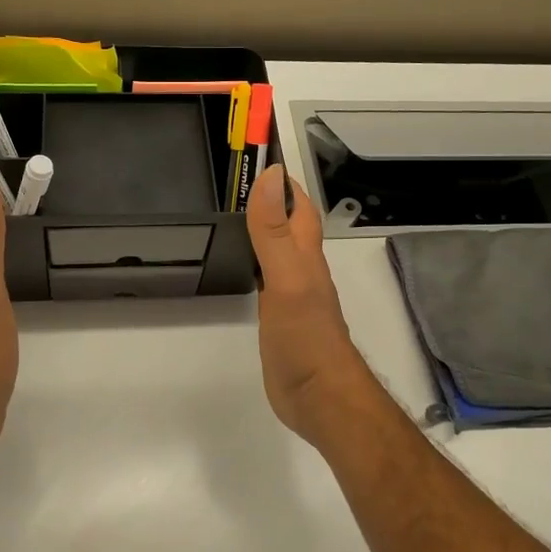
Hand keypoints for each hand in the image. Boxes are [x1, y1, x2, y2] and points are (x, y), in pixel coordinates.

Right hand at [245, 165, 379, 446]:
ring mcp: (292, 293)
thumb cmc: (306, 338)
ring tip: (230, 212)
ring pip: (278, 248)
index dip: (279, 178)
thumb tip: (269, 175)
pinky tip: (240, 264)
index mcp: (305, 253)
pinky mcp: (281, 318)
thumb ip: (274, 232)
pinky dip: (254, 261)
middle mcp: (302, 267)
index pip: (296, 203)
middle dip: (268, 197)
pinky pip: (267, 278)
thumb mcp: (287, 279)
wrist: (320, 398)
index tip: (252, 153)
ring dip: (261, 227)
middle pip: (288, 222)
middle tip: (232, 181)